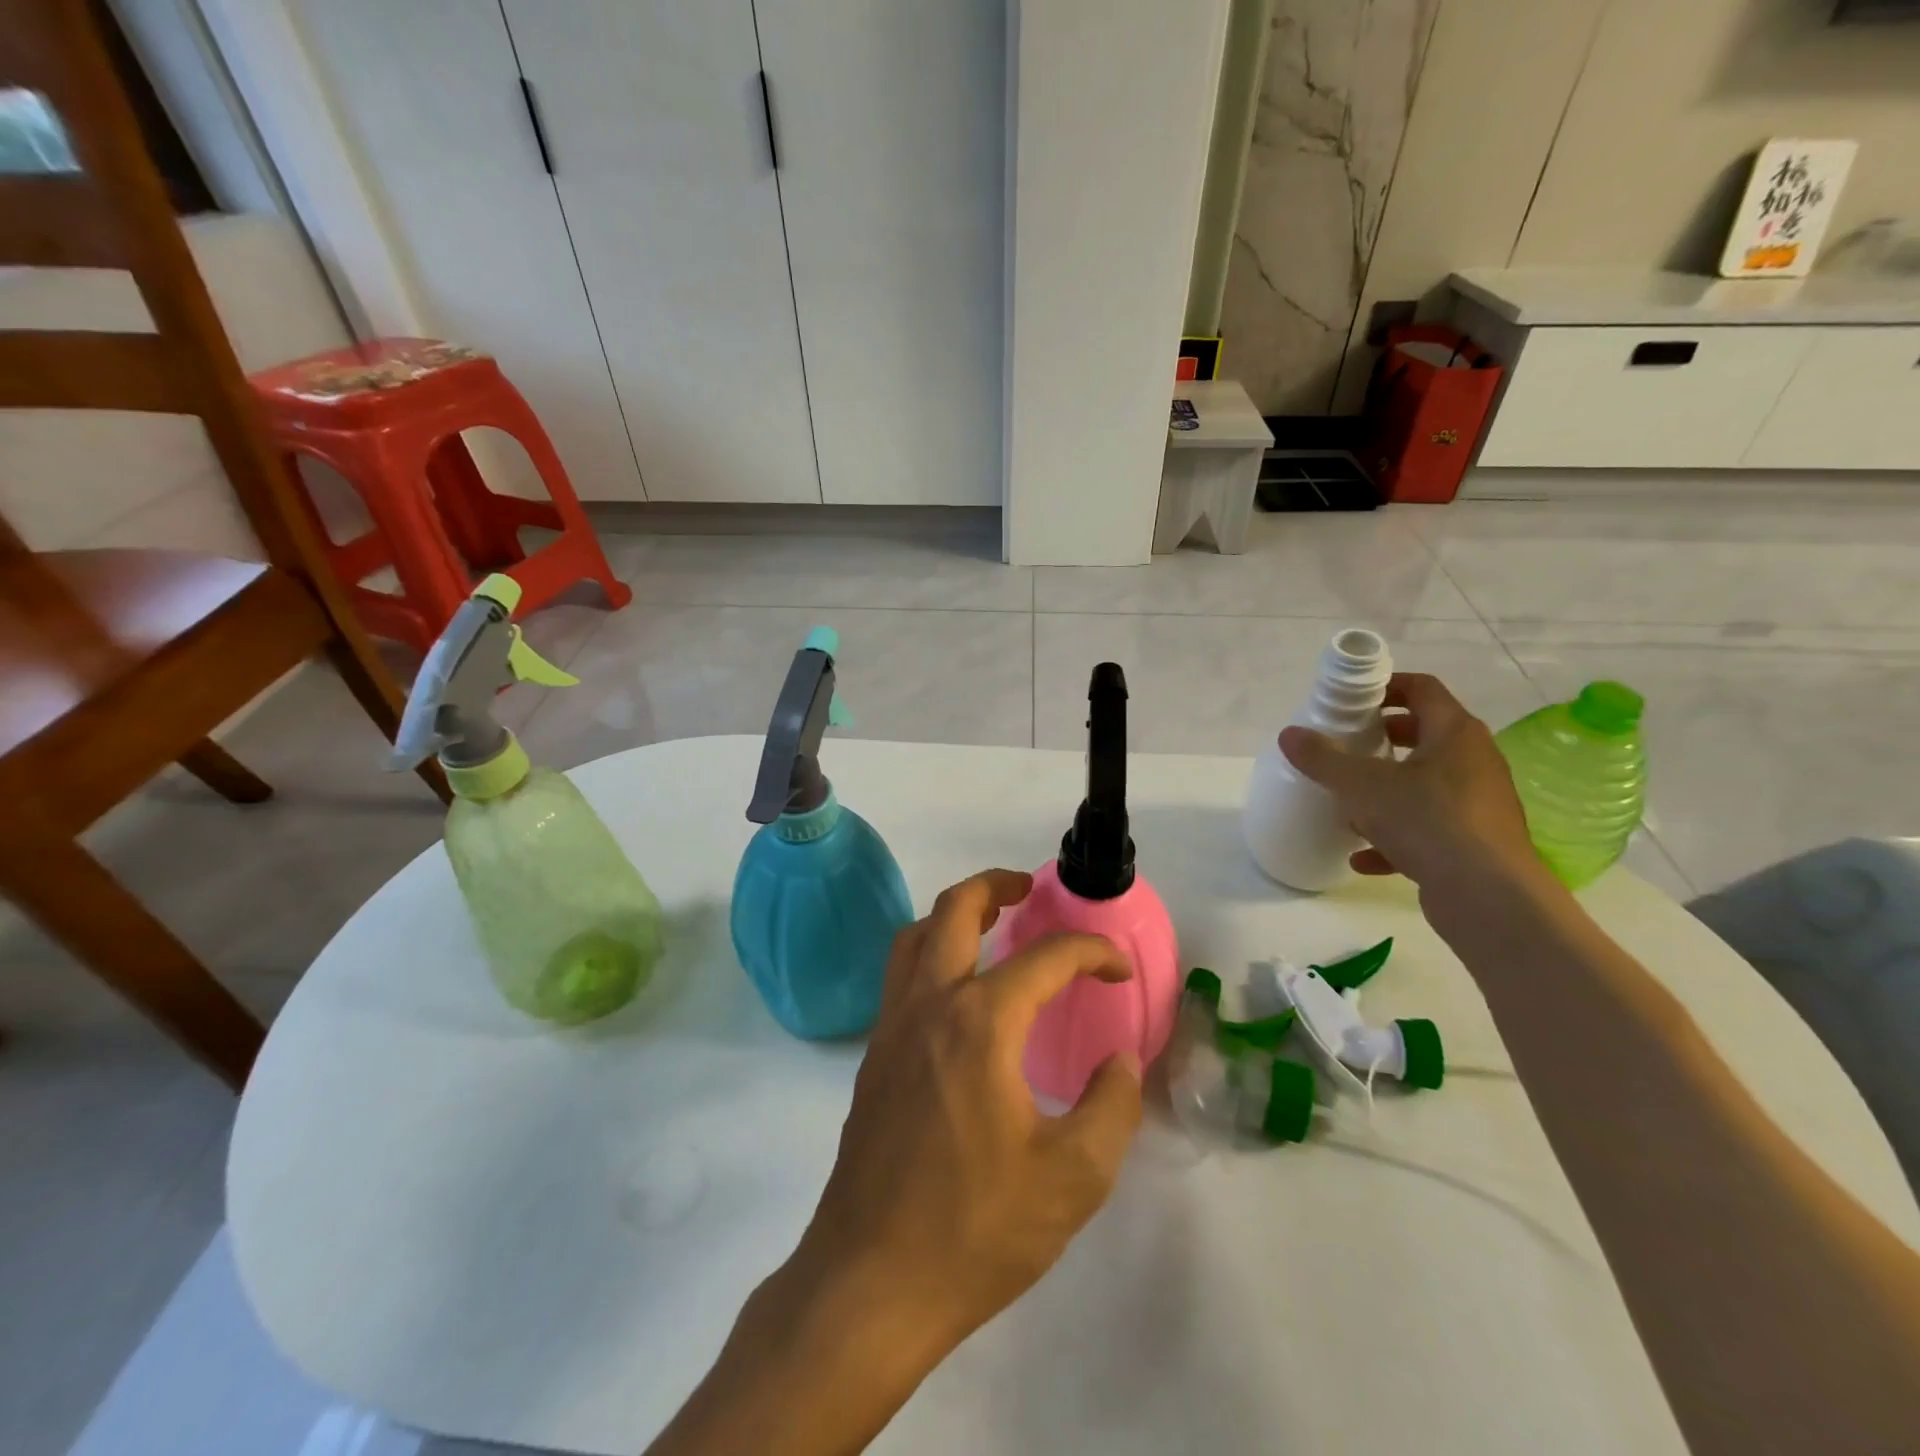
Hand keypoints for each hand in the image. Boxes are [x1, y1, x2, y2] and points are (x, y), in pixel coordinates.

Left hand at [791, 869, 1143, 1354]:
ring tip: (991, 923)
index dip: (1090, 952)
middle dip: (995, 885)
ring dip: (954, 914)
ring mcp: (892, 1028)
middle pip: (954, 910)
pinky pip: (901, 976)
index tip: (1118, 969)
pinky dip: (931, 954)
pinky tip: (960, 994)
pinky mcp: (874, 1057)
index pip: (1045, 958)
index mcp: (980, 1023)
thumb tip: (1119, 1061)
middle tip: (1028, 889)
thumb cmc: (976, 1229)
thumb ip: (1110, 1107)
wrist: (870, 1281)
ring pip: (916, 936)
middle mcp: (929, 1006)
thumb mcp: (1073, 1178)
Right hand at [1278, 672, 1546, 898]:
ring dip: (1387, 790)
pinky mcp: (1474, 843)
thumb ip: (1323, 758)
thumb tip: (1289, 734)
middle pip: (1425, 735)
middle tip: (1346, 745)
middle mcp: (1474, 761)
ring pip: (1425, 785)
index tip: (1351, 699)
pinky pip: (1428, 830)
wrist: (1487, 896)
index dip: (1386, 686)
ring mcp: (1478, 804)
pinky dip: (1395, 838)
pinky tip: (1362, 857)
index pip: (1422, 689)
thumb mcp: (1361, 785)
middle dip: (1383, 738)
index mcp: (1455, 734)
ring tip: (1349, 802)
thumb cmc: (1427, 821)